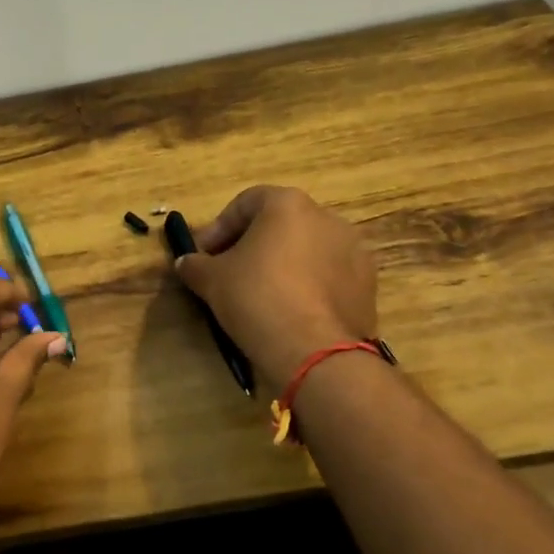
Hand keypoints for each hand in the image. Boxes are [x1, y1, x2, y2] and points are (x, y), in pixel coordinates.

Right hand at [174, 186, 377, 383]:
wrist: (314, 350)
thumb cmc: (256, 297)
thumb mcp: (211, 280)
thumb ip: (195, 265)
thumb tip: (186, 263)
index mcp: (288, 204)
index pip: (245, 202)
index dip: (219, 228)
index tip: (204, 255)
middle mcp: (327, 217)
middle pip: (280, 223)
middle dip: (252, 244)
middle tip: (229, 273)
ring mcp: (354, 250)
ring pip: (307, 250)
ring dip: (283, 265)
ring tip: (262, 295)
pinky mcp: (368, 284)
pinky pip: (328, 276)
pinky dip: (308, 286)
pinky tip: (291, 311)